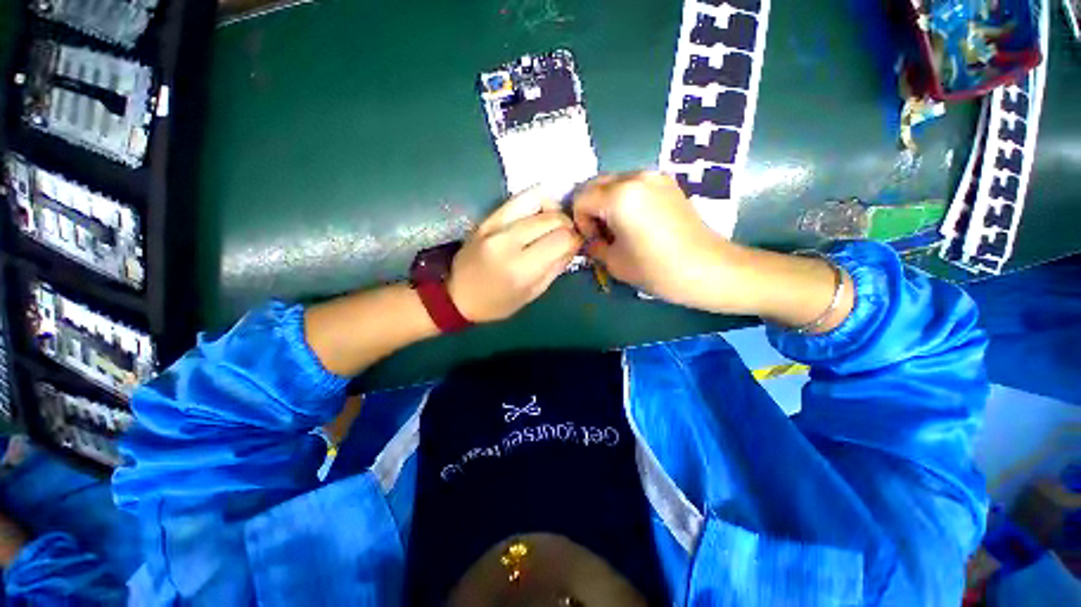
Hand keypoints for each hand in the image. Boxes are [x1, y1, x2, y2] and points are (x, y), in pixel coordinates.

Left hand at [449, 188, 582, 322]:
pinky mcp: (487, 217)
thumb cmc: (497, 303)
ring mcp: (495, 225)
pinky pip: (520, 197)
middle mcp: (508, 241)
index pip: (562, 239)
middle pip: (553, 218)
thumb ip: (556, 267)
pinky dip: (537, 201)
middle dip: (568, 225)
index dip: (576, 240)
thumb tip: (574, 244)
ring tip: (554, 223)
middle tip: (567, 237)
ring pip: (539, 199)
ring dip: (554, 209)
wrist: (457, 294)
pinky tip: (539, 215)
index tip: (576, 246)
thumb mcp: (532, 294)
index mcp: (521, 268)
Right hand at [574, 171, 853, 329]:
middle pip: (595, 184)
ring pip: (614, 183)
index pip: (581, 198)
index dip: (580, 222)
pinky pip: (634, 185)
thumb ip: (593, 246)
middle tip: (601, 234)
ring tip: (619, 229)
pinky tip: (636, 223)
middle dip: (591, 209)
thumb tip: (587, 240)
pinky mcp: (668, 183)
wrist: (709, 269)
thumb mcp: (614, 263)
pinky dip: (625, 200)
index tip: (593, 241)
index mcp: (619, 196)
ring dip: (607, 203)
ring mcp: (655, 176)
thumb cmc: (657, 270)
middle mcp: (635, 177)